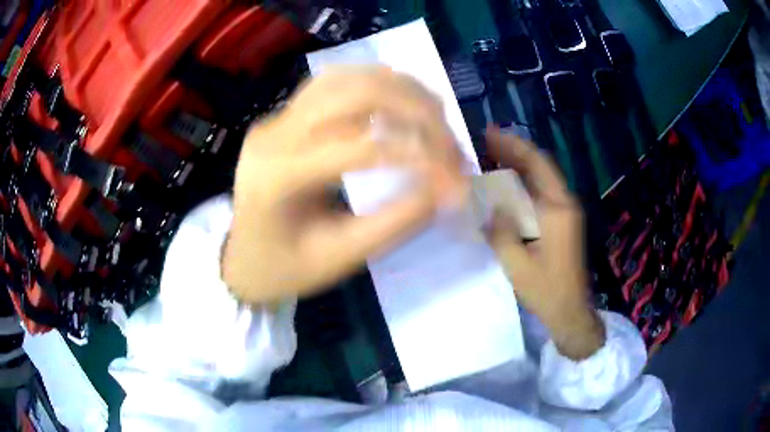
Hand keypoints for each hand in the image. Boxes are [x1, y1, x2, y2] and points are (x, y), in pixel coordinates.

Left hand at [222, 67, 466, 304]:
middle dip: (417, 112)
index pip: (363, 146)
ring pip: (347, 77)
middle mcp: (275, 134)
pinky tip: (401, 99)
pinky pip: (334, 81)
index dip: (421, 157)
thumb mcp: (340, 258)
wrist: (240, 258)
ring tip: (436, 116)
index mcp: (279, 177)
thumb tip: (446, 188)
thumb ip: (395, 222)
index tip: (458, 182)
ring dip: (400, 90)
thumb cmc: (285, 268)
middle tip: (451, 143)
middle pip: (356, 93)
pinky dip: (376, 83)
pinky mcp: (284, 114)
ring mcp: (277, 118)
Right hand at [484, 126, 604, 359]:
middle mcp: (564, 203)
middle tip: (485, 140)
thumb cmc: (546, 289)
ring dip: (518, 164)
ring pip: (541, 178)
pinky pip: (541, 193)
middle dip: (514, 150)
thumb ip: (499, 229)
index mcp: (556, 209)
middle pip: (540, 166)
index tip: (489, 133)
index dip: (513, 145)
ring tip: (491, 155)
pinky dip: (523, 183)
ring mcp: (565, 212)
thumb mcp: (516, 263)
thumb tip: (486, 203)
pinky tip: (506, 184)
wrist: (570, 310)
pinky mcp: (562, 222)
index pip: (536, 165)